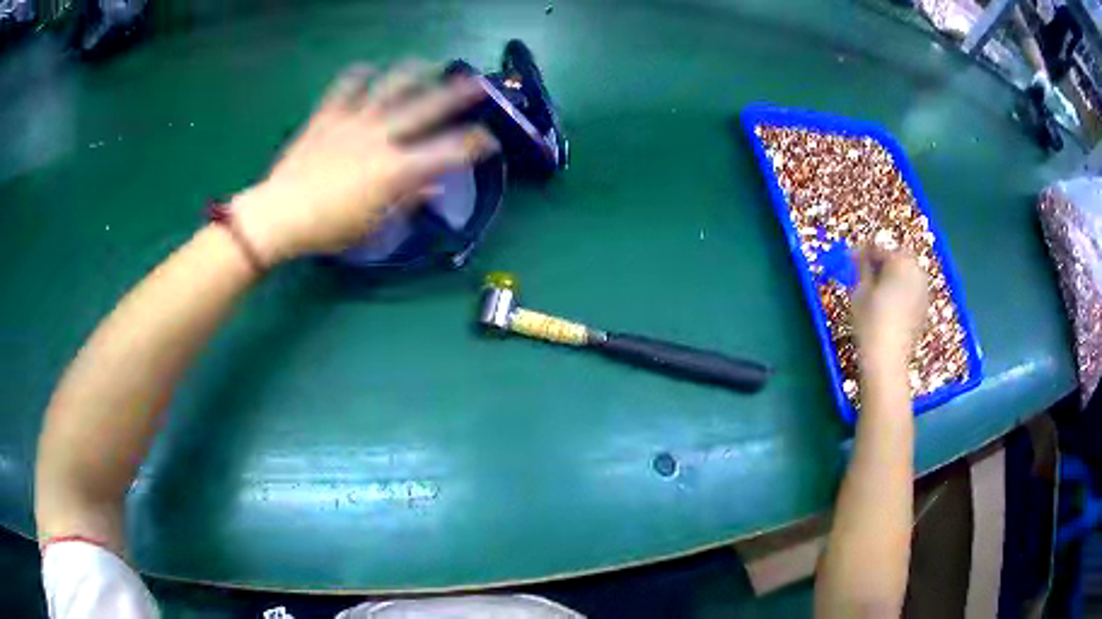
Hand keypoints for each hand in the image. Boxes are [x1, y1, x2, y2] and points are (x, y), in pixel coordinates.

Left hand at [232, 61, 498, 263]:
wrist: (279, 214)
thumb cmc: (328, 228)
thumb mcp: (373, 226)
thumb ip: (406, 201)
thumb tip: (433, 188)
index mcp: (395, 169)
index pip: (447, 152)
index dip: (474, 145)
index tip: (488, 140)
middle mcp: (381, 137)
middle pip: (426, 109)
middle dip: (457, 95)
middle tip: (477, 82)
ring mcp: (353, 122)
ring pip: (389, 88)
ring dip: (412, 73)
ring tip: (426, 64)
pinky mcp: (327, 117)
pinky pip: (344, 88)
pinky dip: (357, 76)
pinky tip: (366, 69)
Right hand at [852, 249, 928, 365]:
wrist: (887, 360)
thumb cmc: (870, 323)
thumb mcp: (860, 291)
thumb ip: (862, 267)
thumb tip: (861, 255)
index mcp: (900, 262)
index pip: (880, 249)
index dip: (864, 252)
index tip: (850, 258)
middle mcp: (916, 271)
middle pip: (898, 258)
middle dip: (883, 261)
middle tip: (866, 272)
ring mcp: (923, 290)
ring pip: (907, 273)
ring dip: (893, 275)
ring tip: (877, 288)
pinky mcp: (924, 307)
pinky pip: (912, 289)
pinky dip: (901, 290)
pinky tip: (889, 303)